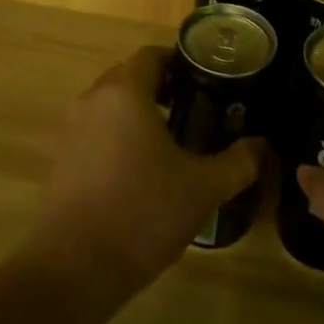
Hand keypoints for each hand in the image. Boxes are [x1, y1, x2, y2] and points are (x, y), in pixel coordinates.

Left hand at [26, 46, 264, 300]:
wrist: (73, 268)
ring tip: (170, 142)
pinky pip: (94, 132)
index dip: (178, 62)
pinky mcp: (60, 159)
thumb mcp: (202, 189)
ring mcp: (71, 129)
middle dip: (160, 87)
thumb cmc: (142, 212)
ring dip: (137, 113)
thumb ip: (238, 162)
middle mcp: (93, 99)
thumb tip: (262, 145)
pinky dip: (116, 137)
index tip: (205, 80)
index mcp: (125, 91)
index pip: (151, 55)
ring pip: (109, 106)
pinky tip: (139, 172)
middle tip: (194, 109)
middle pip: (129, 76)